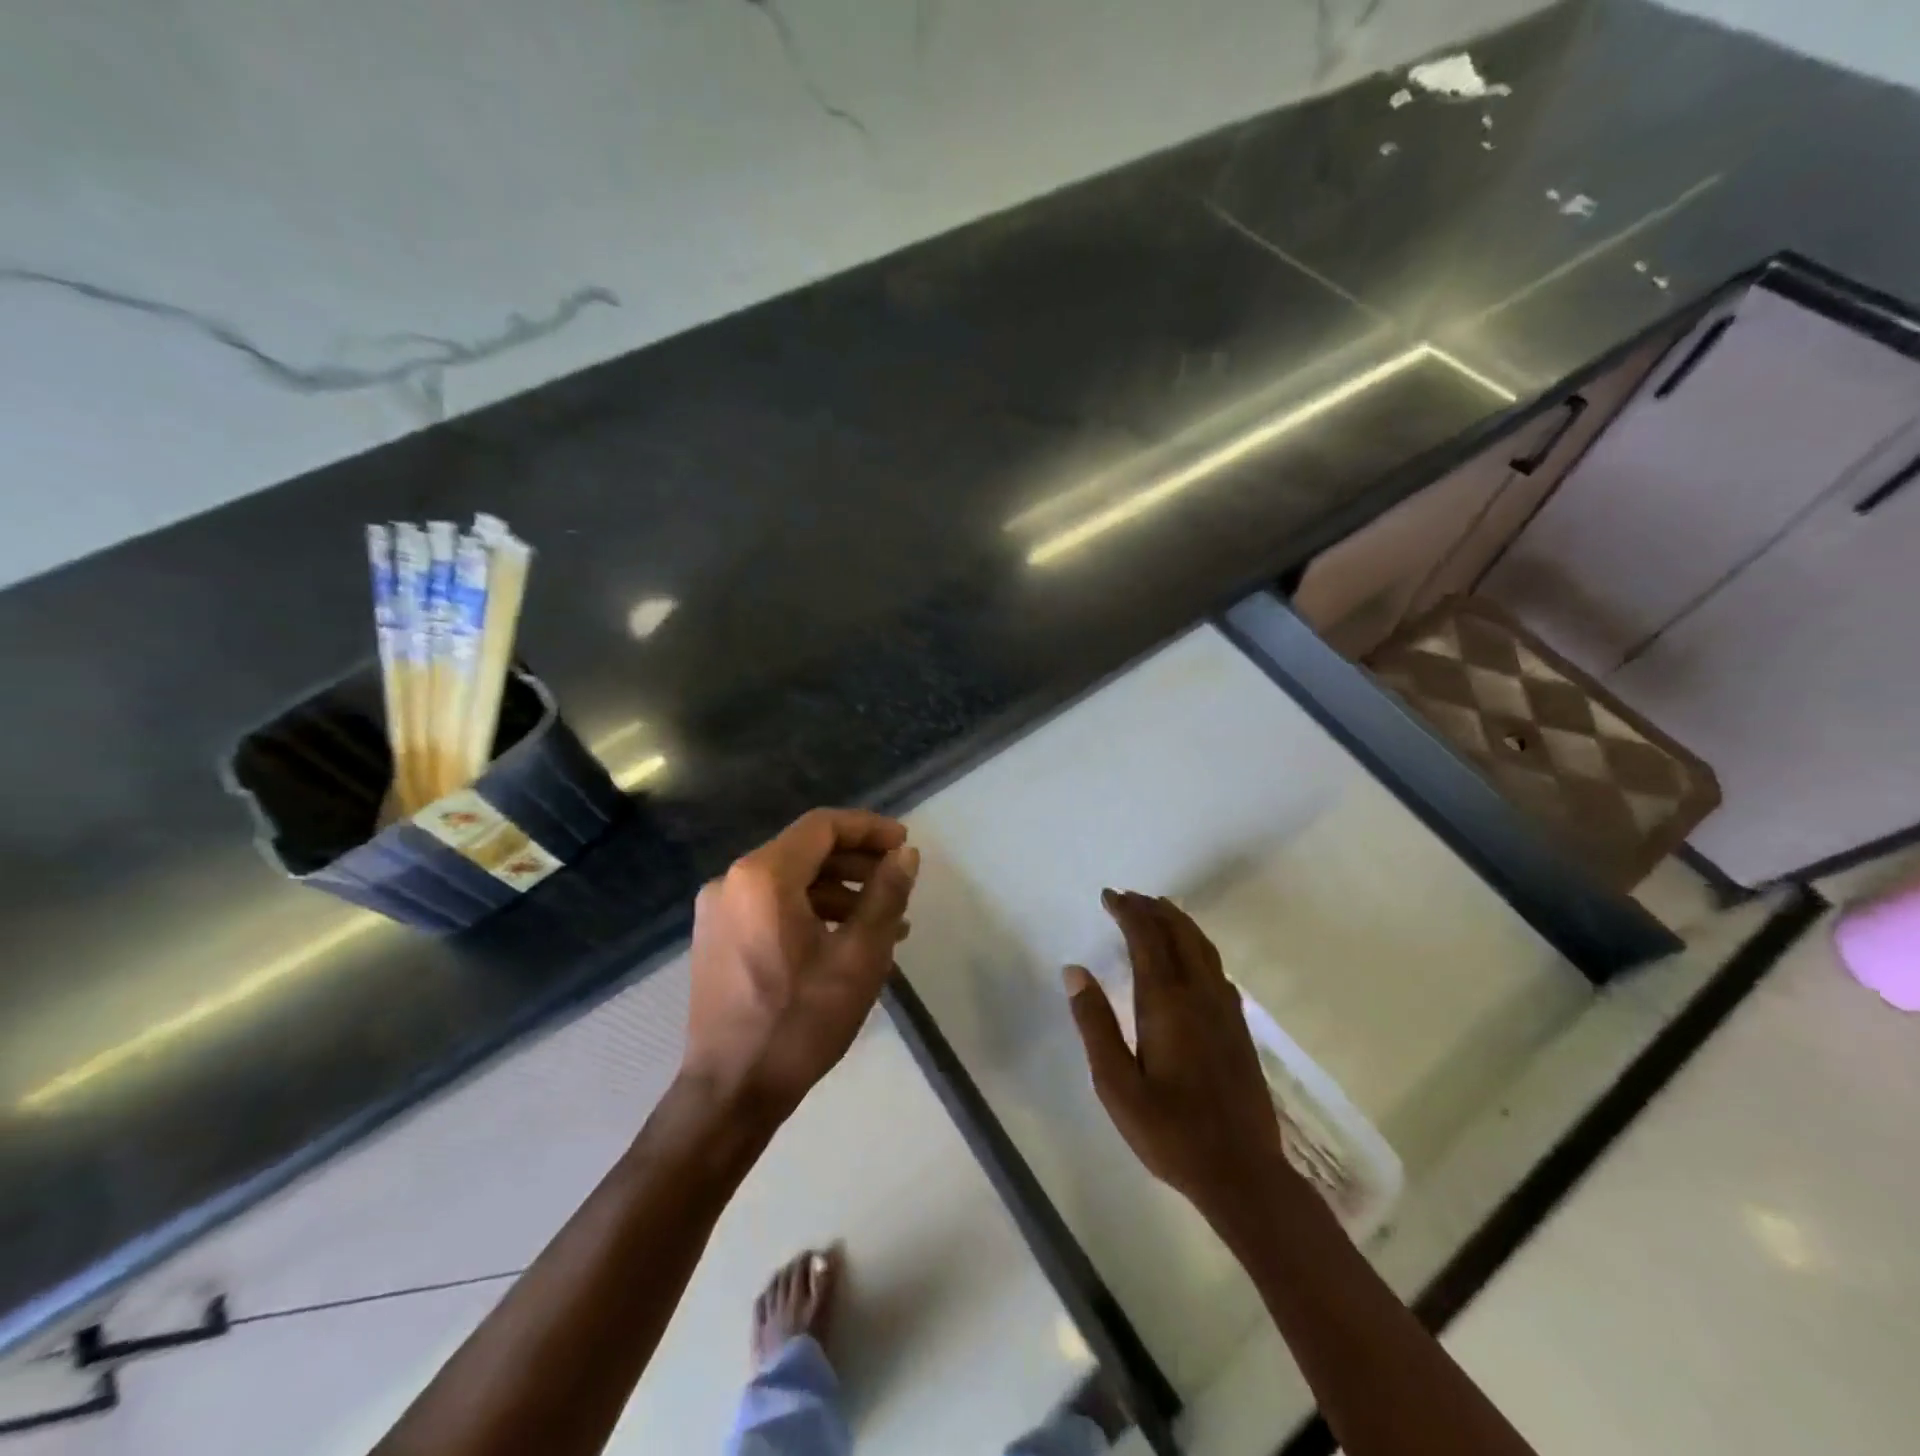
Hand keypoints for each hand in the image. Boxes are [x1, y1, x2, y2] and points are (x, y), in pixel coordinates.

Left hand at [683, 809, 919, 1117]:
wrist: (731, 1093)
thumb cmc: (800, 1022)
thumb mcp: (859, 956)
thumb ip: (886, 895)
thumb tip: (906, 855)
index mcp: (763, 876)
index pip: (822, 827)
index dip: (869, 829)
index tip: (904, 845)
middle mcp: (732, 881)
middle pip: (805, 851)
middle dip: (858, 861)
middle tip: (899, 881)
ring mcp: (718, 910)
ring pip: (790, 880)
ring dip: (839, 891)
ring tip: (886, 921)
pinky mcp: (716, 937)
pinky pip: (772, 906)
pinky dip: (811, 911)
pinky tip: (847, 940)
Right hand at [1064, 891, 1302, 1241]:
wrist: (1243, 1173)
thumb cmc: (1170, 1132)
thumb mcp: (1116, 1084)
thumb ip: (1095, 1023)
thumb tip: (1075, 970)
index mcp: (1166, 1002)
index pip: (1147, 938)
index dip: (1128, 911)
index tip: (1109, 896)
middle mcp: (1199, 994)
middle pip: (1178, 933)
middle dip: (1152, 908)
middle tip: (1128, 897)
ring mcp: (1224, 1010)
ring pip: (1202, 947)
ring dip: (1178, 922)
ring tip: (1157, 911)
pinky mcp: (1238, 1027)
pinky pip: (1215, 967)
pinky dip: (1197, 946)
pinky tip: (1190, 959)